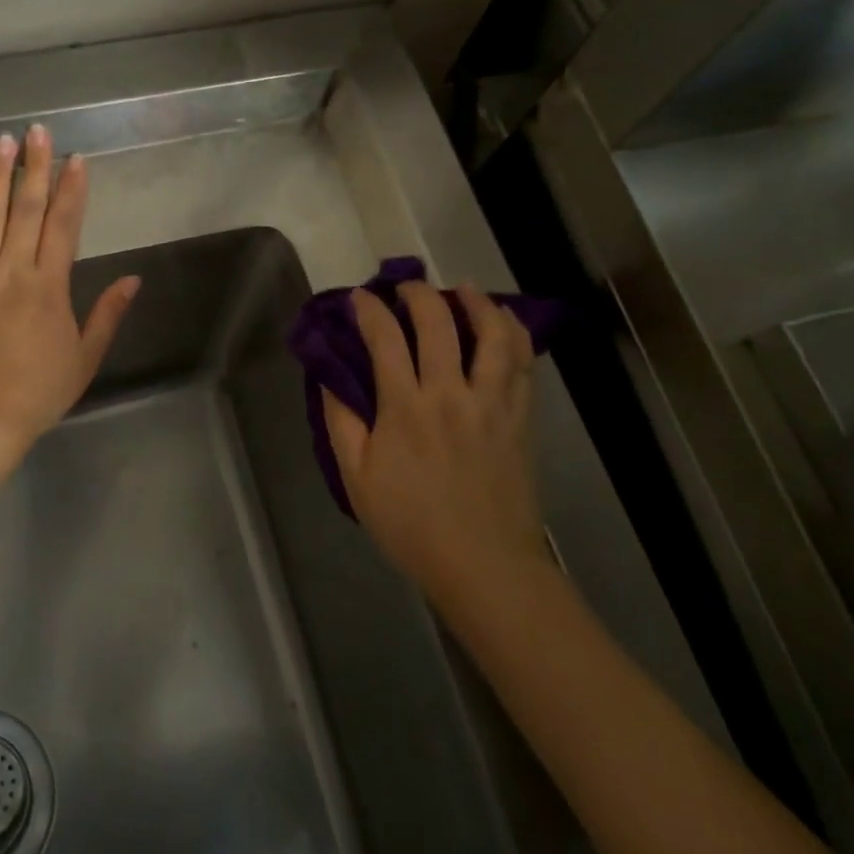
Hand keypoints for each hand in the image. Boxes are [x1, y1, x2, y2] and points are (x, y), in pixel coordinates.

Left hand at [0, 125, 138, 454]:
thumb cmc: (37, 392)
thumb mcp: (84, 358)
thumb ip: (107, 314)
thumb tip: (133, 279)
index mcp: (48, 287)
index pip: (63, 226)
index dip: (71, 189)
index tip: (75, 159)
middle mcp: (10, 272)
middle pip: (25, 209)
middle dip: (34, 167)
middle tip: (37, 131)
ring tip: (1, 141)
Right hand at [323, 281, 547, 605]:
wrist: (484, 566)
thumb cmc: (411, 525)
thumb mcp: (356, 479)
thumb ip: (342, 423)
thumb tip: (330, 378)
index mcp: (405, 408)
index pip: (385, 338)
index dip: (369, 309)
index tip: (359, 297)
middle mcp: (451, 393)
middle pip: (438, 322)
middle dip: (418, 293)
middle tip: (404, 287)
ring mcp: (492, 403)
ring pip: (492, 334)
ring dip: (475, 301)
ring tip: (461, 289)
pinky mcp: (520, 417)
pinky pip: (522, 363)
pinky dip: (514, 333)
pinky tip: (504, 322)